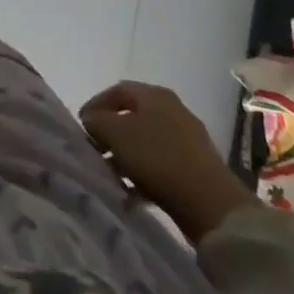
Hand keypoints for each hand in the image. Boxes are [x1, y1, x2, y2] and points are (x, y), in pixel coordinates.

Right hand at [79, 81, 255, 242]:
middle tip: (96, 151)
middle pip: (132, 116)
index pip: (117, 90)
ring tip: (112, 176)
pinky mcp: (197, 167)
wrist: (211, 203)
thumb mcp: (115, 134)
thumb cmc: (157, 158)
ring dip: (126, 156)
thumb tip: (92, 120)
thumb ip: (96, 121)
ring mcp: (188, 138)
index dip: (96, 105)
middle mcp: (173, 109)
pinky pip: (162, 163)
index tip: (82, 126)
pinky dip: (145, 173)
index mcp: (154, 94)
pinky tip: (133, 193)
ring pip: (146, 141)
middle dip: (111, 133)